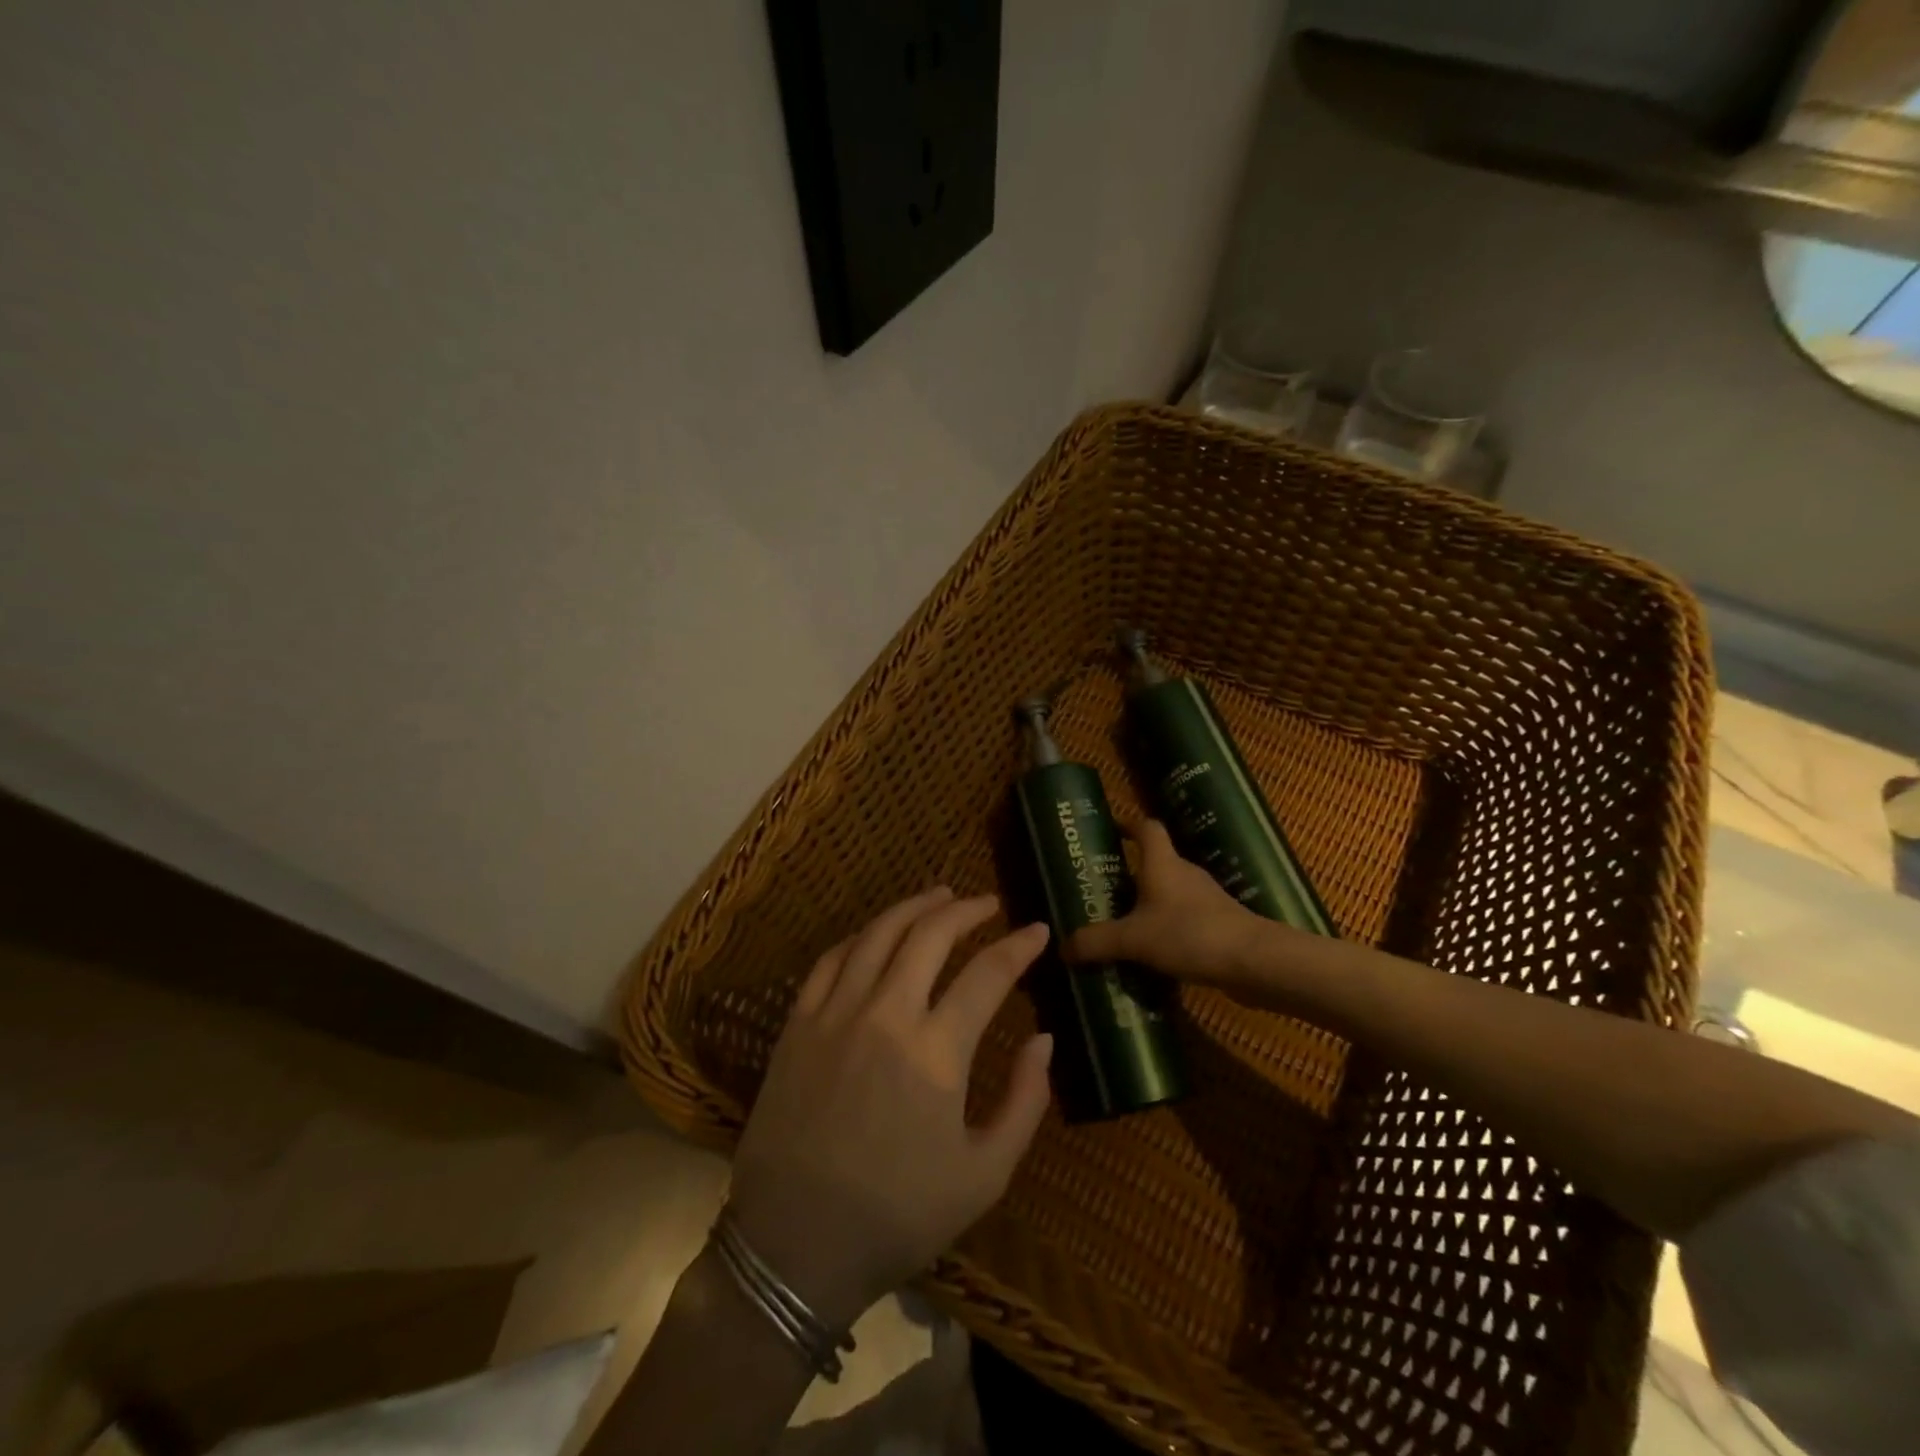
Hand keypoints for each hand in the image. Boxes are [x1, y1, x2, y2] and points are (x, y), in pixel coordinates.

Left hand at [727, 889, 1054, 1330]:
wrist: (794, 1246)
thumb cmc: (897, 1216)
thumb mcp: (984, 1176)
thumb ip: (1024, 1102)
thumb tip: (1043, 1038)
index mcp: (935, 1053)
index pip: (987, 975)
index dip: (1018, 946)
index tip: (1038, 929)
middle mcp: (885, 1015)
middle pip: (930, 935)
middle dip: (966, 910)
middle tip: (988, 903)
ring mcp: (835, 1013)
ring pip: (879, 934)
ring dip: (914, 907)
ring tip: (940, 895)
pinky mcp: (798, 1023)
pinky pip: (832, 958)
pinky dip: (863, 935)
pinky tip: (879, 933)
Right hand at [1069, 820, 1264, 985]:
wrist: (1255, 963)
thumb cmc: (1190, 934)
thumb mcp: (1133, 939)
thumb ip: (1096, 942)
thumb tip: (1062, 948)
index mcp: (1163, 864)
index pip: (1147, 828)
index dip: (1128, 824)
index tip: (1109, 831)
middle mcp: (1184, 875)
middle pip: (1155, 863)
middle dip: (1129, 874)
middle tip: (1102, 891)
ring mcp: (1205, 900)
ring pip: (1169, 895)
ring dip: (1147, 906)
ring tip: (1121, 927)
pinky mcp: (1218, 926)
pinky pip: (1184, 921)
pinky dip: (1166, 931)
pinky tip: (1152, 956)